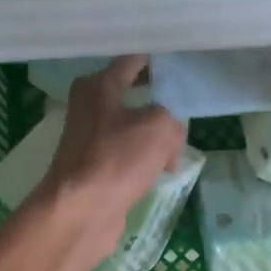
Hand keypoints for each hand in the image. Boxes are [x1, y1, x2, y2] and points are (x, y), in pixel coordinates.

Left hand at [33, 55, 186, 270]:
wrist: (81, 212)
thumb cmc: (116, 159)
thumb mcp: (160, 127)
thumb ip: (173, 117)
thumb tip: (171, 134)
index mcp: (98, 85)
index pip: (132, 60)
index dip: (158, 58)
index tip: (182, 59)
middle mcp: (89, 106)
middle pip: (135, 94)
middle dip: (162, 101)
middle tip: (190, 102)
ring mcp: (91, 139)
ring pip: (134, 127)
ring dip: (157, 135)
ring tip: (180, 145)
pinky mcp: (96, 168)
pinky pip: (129, 154)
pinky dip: (146, 160)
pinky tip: (163, 170)